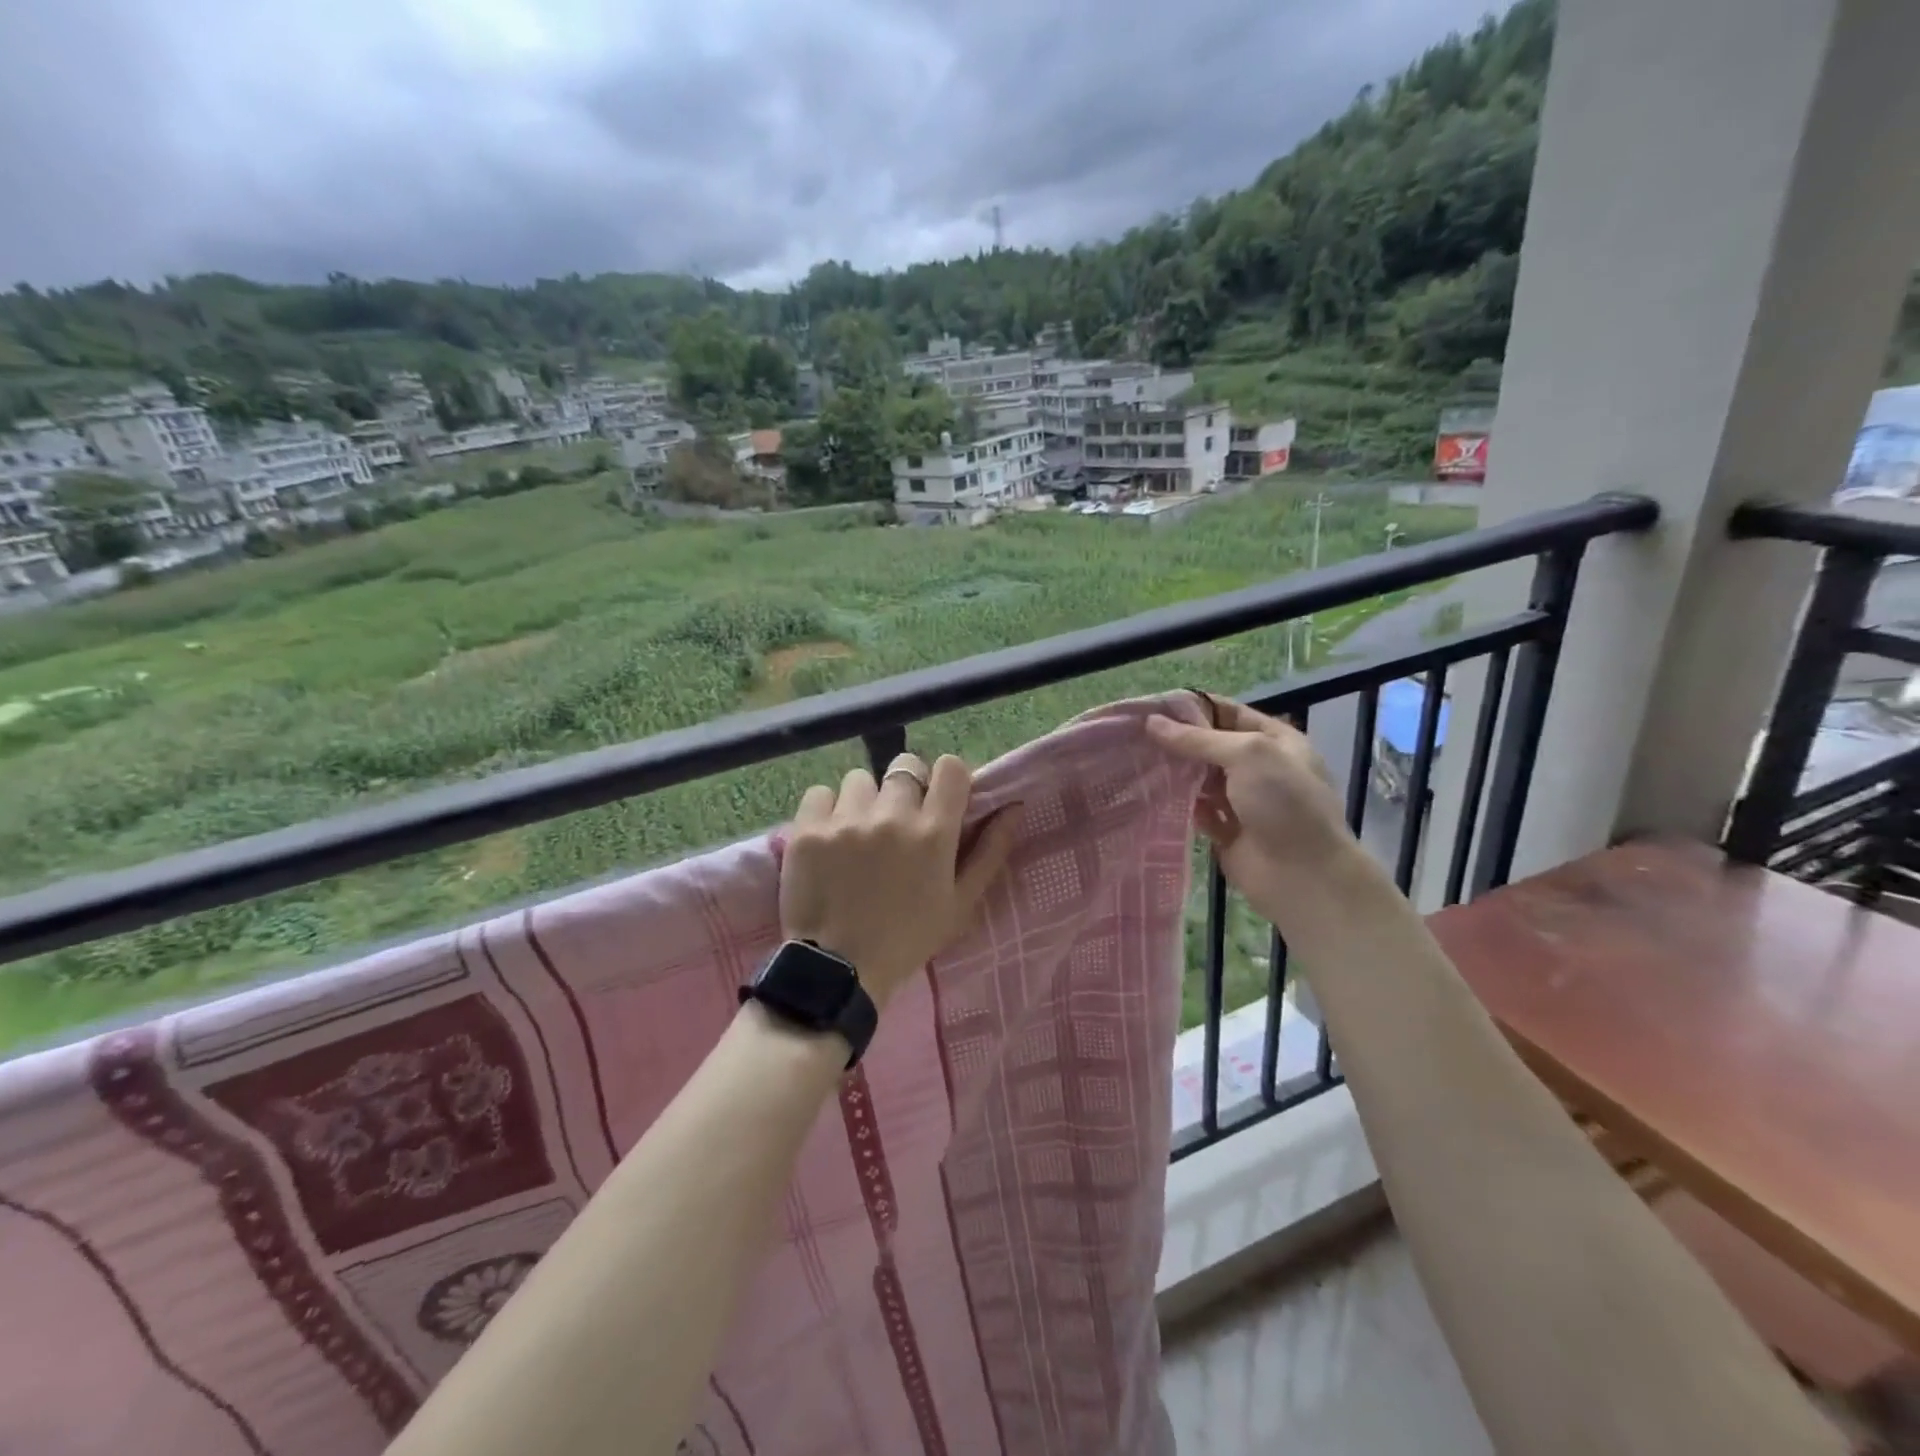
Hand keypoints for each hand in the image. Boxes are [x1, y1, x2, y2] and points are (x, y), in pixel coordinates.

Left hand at [779, 753, 1022, 1007]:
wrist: (838, 970)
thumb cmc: (908, 940)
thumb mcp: (961, 904)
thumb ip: (990, 851)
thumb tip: (1013, 807)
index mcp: (934, 833)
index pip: (950, 767)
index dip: (947, 779)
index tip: (939, 800)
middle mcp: (892, 816)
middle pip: (904, 766)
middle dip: (905, 788)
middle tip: (896, 822)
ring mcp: (846, 820)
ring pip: (861, 779)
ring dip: (864, 800)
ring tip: (858, 833)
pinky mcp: (808, 829)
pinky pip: (821, 793)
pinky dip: (827, 810)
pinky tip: (829, 838)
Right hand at [1146, 697, 1360, 924]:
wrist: (1303, 875)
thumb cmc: (1284, 803)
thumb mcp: (1247, 755)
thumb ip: (1198, 739)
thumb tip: (1152, 723)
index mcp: (1276, 741)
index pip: (1230, 713)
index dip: (1195, 708)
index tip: (1153, 707)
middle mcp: (1261, 768)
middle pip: (1212, 746)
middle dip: (1179, 740)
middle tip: (1136, 734)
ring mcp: (1245, 801)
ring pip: (1202, 779)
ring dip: (1176, 771)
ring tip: (1136, 760)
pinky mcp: (1228, 831)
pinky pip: (1199, 810)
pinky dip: (1180, 803)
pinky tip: (1153, 794)